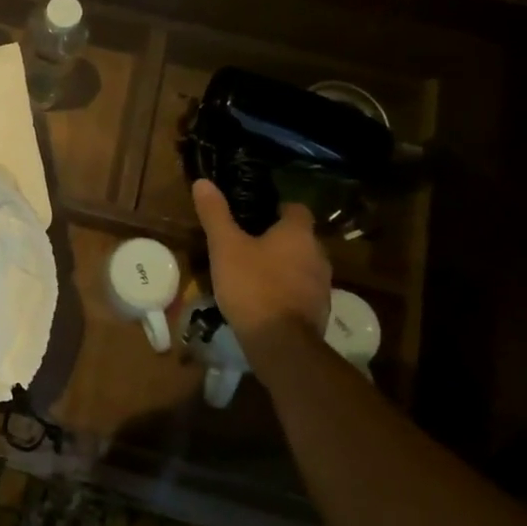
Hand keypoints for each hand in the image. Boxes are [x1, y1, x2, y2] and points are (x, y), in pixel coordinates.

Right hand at [192, 179, 332, 365]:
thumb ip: (215, 214)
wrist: (281, 343)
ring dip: (282, 265)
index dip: (277, 208)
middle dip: (277, 238)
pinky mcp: (319, 310)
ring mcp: (322, 285)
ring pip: (301, 264)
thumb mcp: (225, 246)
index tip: (254, 213)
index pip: (296, 208)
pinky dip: (285, 289)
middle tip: (247, 241)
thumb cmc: (253, 285)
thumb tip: (203, 182)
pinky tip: (263, 298)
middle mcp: (318, 255)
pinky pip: (301, 290)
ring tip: (252, 270)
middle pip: (299, 238)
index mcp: (298, 234)